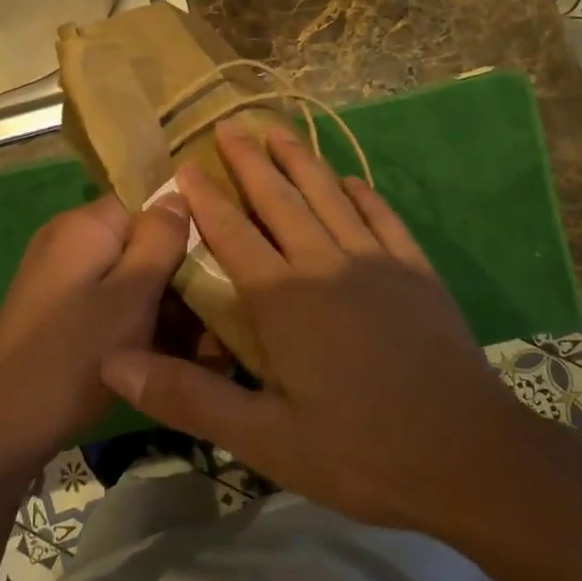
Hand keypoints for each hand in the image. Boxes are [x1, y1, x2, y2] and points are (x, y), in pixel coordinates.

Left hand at [0, 193, 189, 469]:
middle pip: (140, 240)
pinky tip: (164, 353)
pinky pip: (109, 300)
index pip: (149, 202)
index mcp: (84, 225)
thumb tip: (180, 193)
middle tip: (216, 313)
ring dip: (162, 303)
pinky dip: (136, 320)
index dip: (187, 227)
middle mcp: (68, 240)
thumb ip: (160, 240)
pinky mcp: (58, 310)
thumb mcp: (131, 296)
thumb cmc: (73, 357)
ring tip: (201, 342)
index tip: (222, 261)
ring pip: (128, 275)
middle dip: (179, 274)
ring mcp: (60, 276)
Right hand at [100, 123, 532, 534]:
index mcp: (284, 299)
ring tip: (279, 131)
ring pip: (330, 196)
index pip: (233, 234)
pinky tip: (351, 181)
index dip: (206, 199)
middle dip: (251, 162)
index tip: (186, 166)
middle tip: (230, 125)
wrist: (467, 455)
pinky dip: (362, 194)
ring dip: (302, 161)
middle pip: (280, 200)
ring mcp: (377, 261)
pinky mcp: (416, 271)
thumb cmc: (359, 451)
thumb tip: (114, 362)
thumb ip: (188, 397)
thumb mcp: (264, 439)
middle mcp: (326, 263)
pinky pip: (383, 217)